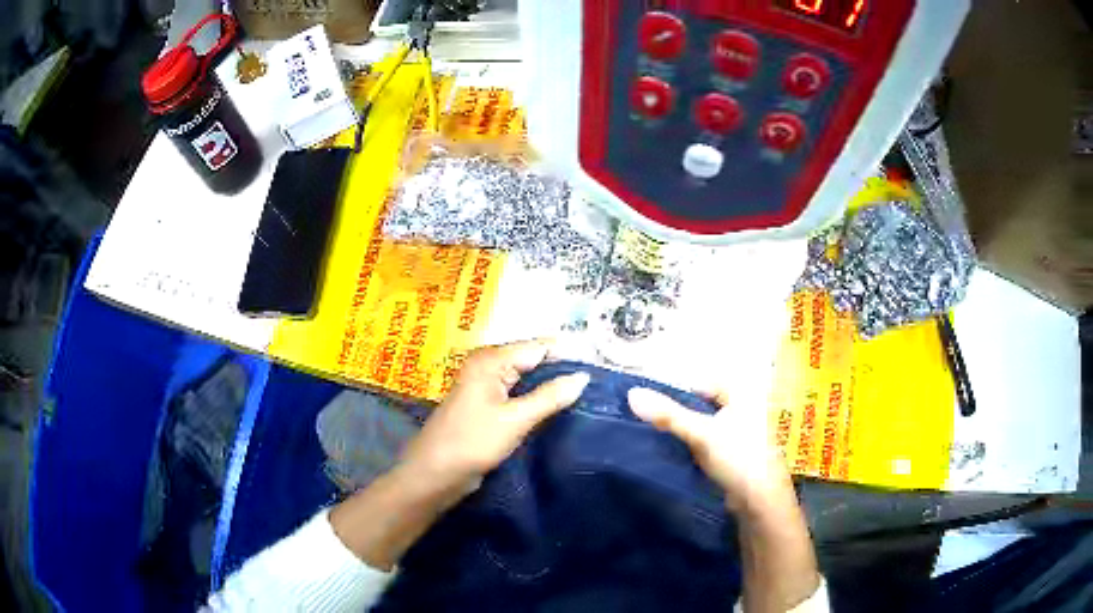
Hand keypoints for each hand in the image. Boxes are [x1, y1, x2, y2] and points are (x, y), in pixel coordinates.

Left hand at [401, 339, 590, 495]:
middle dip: (562, 368)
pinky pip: (518, 393)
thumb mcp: (516, 420)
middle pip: (533, 359)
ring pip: (527, 377)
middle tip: (598, 380)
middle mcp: (488, 365)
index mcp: (491, 360)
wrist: (435, 473)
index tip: (600, 364)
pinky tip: (559, 406)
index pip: (538, 347)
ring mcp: (486, 385)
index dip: (569, 354)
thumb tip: (583, 376)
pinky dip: (537, 398)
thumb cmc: (472, 442)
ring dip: (551, 384)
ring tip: (587, 391)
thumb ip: (551, 397)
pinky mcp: (486, 404)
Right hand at [627, 386, 791, 512]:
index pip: (706, 383)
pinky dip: (700, 449)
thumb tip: (632, 393)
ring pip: (710, 427)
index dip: (681, 393)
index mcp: (745, 394)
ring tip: (664, 442)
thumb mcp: (700, 433)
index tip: (657, 407)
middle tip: (657, 424)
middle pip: (707, 405)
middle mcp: (750, 409)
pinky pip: (715, 445)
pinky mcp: (742, 456)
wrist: (761, 501)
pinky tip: (684, 459)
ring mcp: (747, 434)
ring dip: (690, 434)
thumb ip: (667, 415)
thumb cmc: (738, 457)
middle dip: (683, 414)